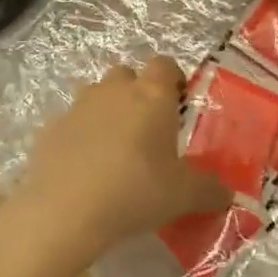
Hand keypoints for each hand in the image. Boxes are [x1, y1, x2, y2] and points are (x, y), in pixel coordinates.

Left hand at [7, 58, 227, 259]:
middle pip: (128, 75)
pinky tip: (85, 170)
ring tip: (115, 150)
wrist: (64, 212)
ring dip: (107, 112)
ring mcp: (78, 106)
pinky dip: (80, 138)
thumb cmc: (135, 191)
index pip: (165, 64)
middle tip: (148, 129)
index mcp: (151, 94)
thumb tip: (227, 194)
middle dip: (137, 94)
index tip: (178, 105)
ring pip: (97, 96)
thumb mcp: (183, 196)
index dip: (173, 80)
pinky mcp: (51, 129)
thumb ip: (209, 191)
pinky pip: (72, 124)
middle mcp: (114, 90)